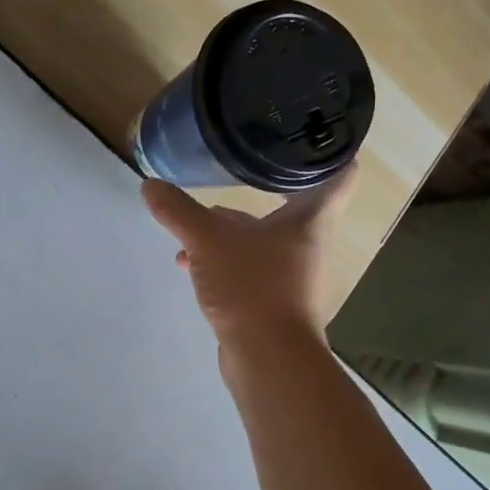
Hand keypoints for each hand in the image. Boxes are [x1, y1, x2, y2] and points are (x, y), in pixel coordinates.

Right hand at [141, 170, 356, 352]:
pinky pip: (252, 266)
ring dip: (234, 230)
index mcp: (311, 218)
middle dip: (263, 188)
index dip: (328, 149)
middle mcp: (310, 242)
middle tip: (237, 165)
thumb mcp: (208, 242)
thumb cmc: (252, 286)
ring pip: (266, 238)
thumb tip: (149, 184)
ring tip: (196, 223)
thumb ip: (179, 212)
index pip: (340, 172)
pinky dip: (226, 260)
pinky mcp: (276, 299)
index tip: (306, 130)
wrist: (269, 359)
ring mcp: (295, 273)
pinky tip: (192, 263)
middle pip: (295, 204)